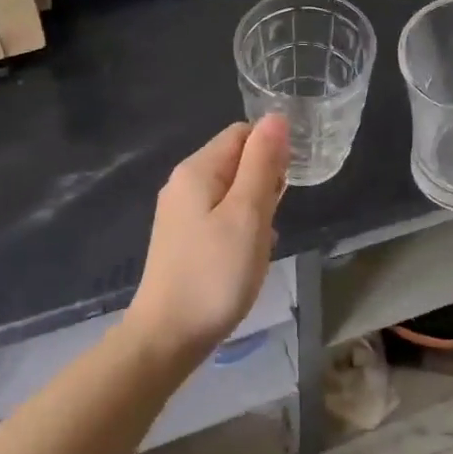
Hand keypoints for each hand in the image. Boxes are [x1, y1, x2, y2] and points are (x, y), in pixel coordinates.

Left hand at [124, 115, 289, 370]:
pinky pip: (220, 216)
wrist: (168, 336)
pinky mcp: (183, 238)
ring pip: (231, 191)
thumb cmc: (214, 273)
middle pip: (236, 160)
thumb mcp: (247, 214)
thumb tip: (276, 117)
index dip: (270, 151)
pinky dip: (240, 228)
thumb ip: (262, 163)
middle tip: (271, 220)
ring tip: (261, 243)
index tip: (284, 187)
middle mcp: (183, 183)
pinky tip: (247, 256)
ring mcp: (180, 212)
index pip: (242, 134)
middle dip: (263, 182)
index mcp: (196, 169)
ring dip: (255, 209)